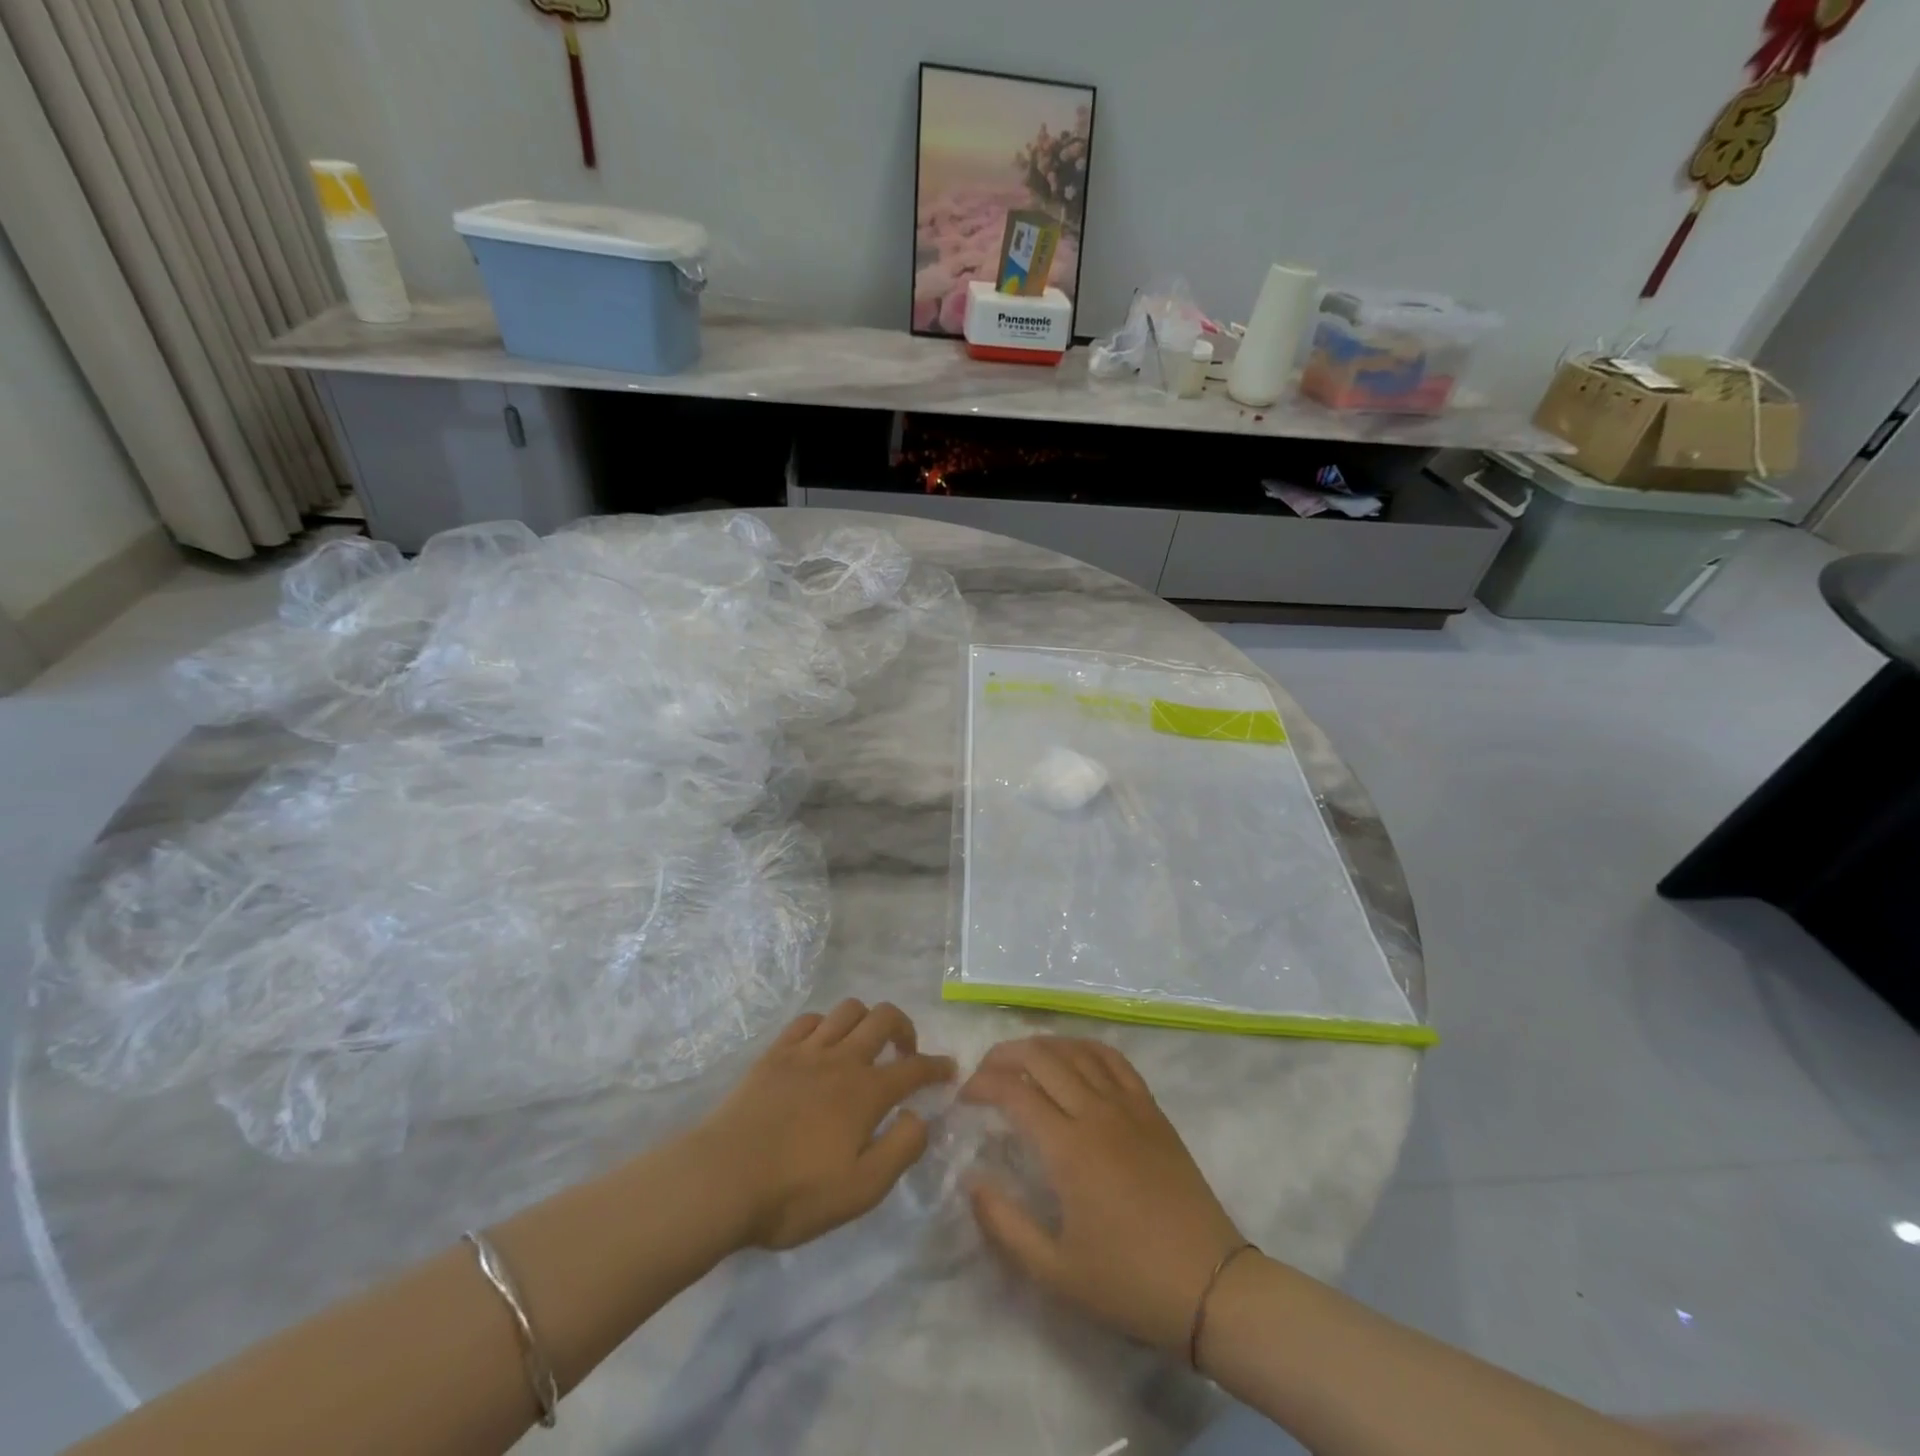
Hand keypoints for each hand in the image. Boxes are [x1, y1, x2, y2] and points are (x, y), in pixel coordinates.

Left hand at [696, 1000, 955, 1249]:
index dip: (936, 1066)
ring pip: (847, 1010)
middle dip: (904, 1028)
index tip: (949, 1069)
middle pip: (883, 1018)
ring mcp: (806, 1051)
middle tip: (905, 1052)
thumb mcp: (861, 1190)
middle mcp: (842, 1059)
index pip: (914, 1067)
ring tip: (865, 1045)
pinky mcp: (775, 1053)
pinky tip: (823, 1044)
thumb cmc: (795, 1193)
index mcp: (866, 1092)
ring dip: (866, 1020)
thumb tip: (919, 1116)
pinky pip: (808, 1019)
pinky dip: (825, 1024)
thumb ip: (901, 1149)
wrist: (721, 1179)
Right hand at [962, 1037, 1243, 1349]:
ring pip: (1077, 1050)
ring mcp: (1128, 1105)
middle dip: (1004, 1055)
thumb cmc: (1128, 1281)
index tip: (964, 1098)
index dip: (982, 1085)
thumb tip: (972, 1182)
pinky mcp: (1152, 1109)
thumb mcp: (1056, 1271)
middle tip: (984, 1074)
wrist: (1209, 1285)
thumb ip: (1005, 1225)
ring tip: (1020, 1061)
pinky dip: (1086, 1047)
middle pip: (1041, 1057)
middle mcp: (1095, 1112)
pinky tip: (1073, 1056)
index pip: (1014, 1091)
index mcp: (1068, 1148)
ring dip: (1042, 1046)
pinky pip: (1115, 1059)